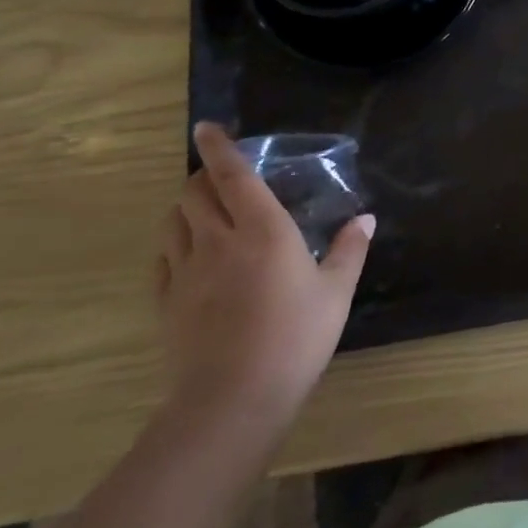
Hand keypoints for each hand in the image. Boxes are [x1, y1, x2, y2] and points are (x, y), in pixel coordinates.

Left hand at [156, 123, 373, 429]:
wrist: (233, 400)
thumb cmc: (296, 337)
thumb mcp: (336, 292)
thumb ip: (349, 250)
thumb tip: (364, 219)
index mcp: (263, 230)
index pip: (232, 175)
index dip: (218, 147)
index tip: (206, 127)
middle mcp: (218, 240)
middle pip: (194, 192)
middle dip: (203, 175)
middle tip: (221, 176)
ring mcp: (186, 272)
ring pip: (173, 221)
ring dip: (186, 206)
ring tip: (206, 211)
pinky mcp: (166, 302)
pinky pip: (163, 258)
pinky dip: (174, 243)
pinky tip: (191, 254)